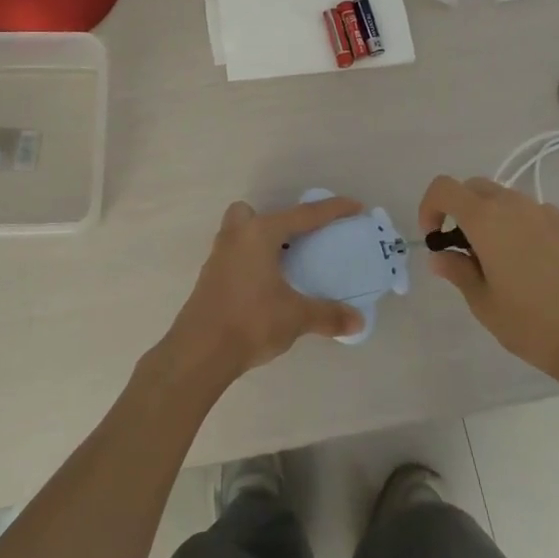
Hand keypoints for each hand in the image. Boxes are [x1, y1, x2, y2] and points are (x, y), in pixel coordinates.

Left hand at [161, 197, 366, 388]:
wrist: (200, 351)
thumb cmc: (251, 321)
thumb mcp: (296, 317)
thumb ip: (328, 315)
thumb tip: (358, 321)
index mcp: (259, 234)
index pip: (303, 215)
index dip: (332, 210)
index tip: (354, 207)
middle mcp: (236, 236)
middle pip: (252, 213)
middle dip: (273, 221)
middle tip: (296, 242)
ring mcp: (218, 256)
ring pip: (239, 234)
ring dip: (260, 243)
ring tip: (284, 265)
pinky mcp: (210, 277)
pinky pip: (234, 256)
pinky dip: (251, 262)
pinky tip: (265, 287)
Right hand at [418, 175, 558, 391]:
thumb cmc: (534, 325)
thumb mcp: (483, 304)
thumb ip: (457, 271)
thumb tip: (440, 256)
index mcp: (487, 220)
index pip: (444, 188)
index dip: (430, 206)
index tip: (434, 237)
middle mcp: (518, 206)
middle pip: (477, 188)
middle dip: (462, 210)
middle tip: (466, 250)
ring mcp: (552, 214)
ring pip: (511, 202)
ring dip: (497, 221)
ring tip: (507, 265)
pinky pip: (542, 218)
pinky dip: (529, 232)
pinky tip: (542, 270)